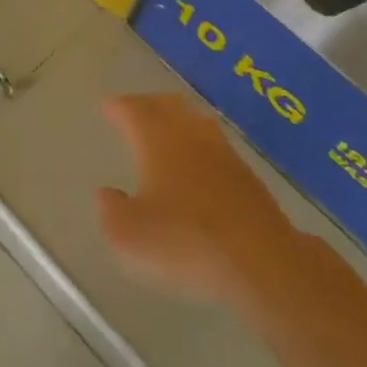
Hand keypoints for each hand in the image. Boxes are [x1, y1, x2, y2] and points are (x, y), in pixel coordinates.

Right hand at [96, 94, 301, 308]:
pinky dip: (199, 143)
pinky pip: (215, 145)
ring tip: (166, 129)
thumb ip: (111, 211)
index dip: (118, 107)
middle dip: (148, 104)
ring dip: (177, 119)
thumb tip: (106, 193)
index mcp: (157, 141)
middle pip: (168, 105)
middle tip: (134, 110)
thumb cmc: (183, 243)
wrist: (259, 261)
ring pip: (195, 121)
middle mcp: (190, 136)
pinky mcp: (247, 176)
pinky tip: (198, 163)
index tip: (108, 107)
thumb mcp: (128, 236)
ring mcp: (224, 153)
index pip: (134, 110)